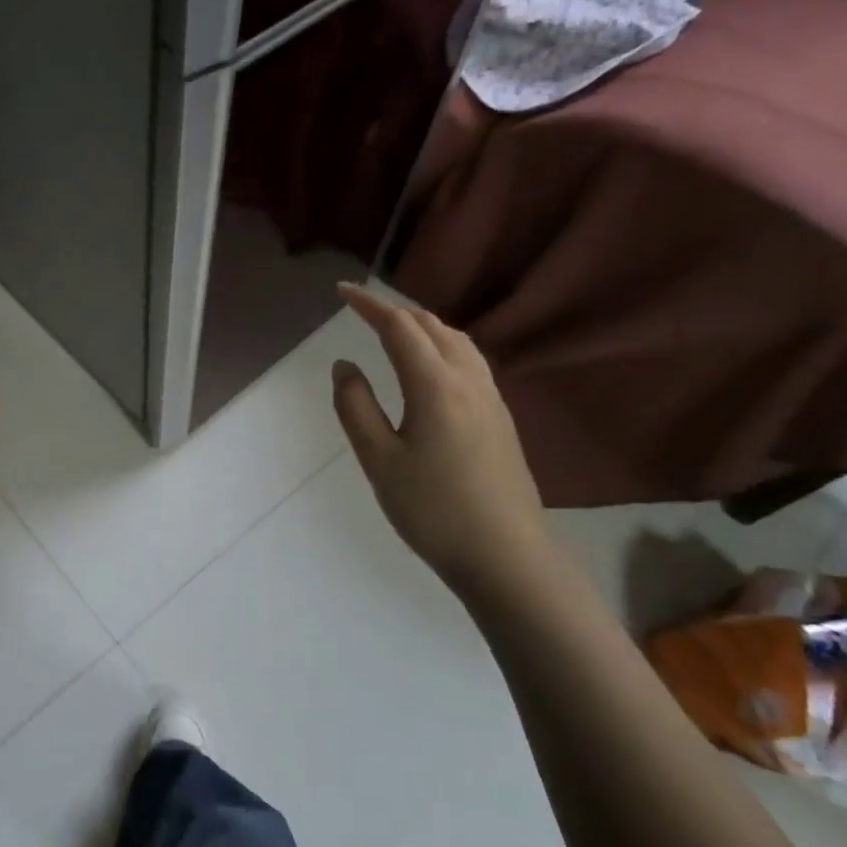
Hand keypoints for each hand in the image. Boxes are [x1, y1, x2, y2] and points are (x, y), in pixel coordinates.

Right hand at [331, 284, 555, 596]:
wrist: (506, 556)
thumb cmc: (433, 510)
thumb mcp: (379, 460)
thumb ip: (355, 407)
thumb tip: (344, 365)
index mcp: (435, 385)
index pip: (399, 327)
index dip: (368, 304)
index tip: (341, 291)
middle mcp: (468, 380)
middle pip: (431, 326)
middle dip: (394, 310)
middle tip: (360, 310)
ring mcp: (491, 398)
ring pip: (456, 340)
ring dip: (421, 325)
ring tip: (393, 330)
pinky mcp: (501, 417)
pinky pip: (469, 359)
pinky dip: (441, 344)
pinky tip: (431, 366)